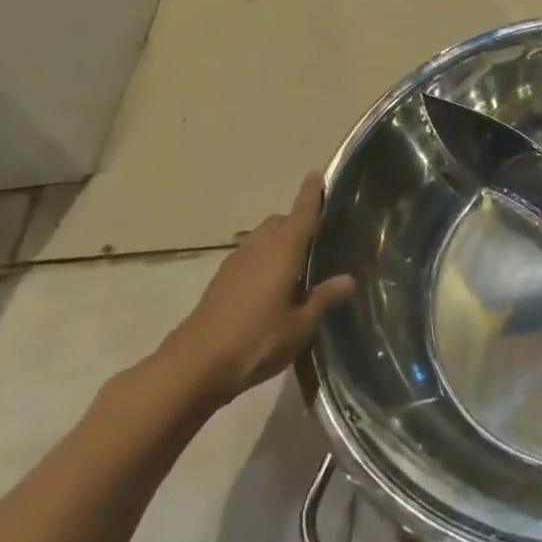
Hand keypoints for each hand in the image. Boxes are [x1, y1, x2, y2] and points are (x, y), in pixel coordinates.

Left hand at [156, 173, 353, 407]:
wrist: (193, 368)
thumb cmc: (256, 341)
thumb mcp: (301, 325)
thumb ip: (324, 298)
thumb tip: (348, 279)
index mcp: (283, 251)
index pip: (302, 213)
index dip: (311, 193)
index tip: (317, 172)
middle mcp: (258, 249)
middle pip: (280, 222)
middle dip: (297, 221)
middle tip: (319, 237)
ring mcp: (235, 265)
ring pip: (262, 239)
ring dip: (279, 242)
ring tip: (299, 262)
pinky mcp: (220, 283)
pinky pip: (249, 258)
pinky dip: (264, 260)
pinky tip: (274, 285)